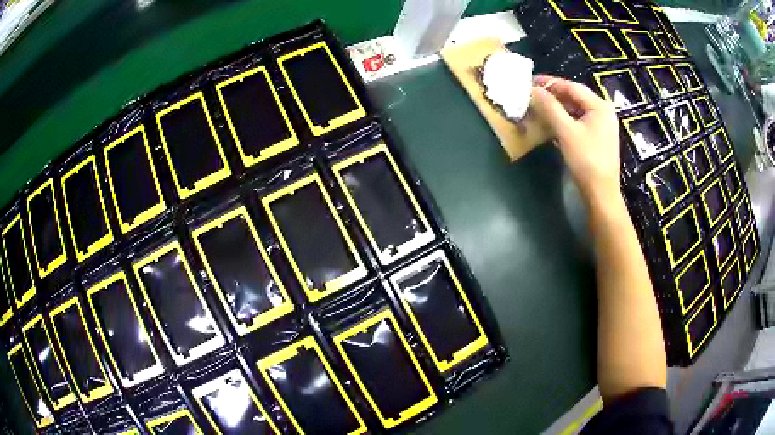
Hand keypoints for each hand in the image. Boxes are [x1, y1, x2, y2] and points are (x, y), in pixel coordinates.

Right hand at [530, 75, 621, 207]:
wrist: (601, 194)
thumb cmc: (586, 160)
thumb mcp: (566, 131)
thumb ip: (549, 107)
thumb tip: (532, 89)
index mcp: (600, 106)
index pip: (572, 87)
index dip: (550, 83)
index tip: (530, 81)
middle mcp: (603, 112)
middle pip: (574, 98)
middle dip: (552, 96)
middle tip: (531, 95)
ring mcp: (601, 126)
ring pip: (575, 110)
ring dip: (556, 109)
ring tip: (537, 108)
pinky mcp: (596, 139)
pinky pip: (577, 122)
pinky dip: (563, 121)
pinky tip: (550, 123)